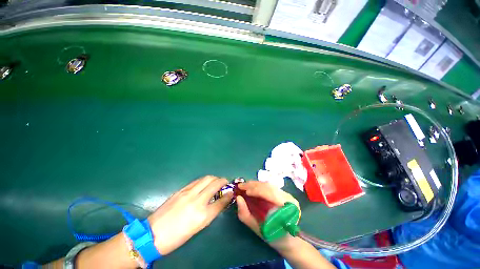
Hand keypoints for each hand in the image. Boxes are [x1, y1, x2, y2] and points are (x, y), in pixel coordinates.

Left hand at [148, 176, 231, 254]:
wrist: (153, 234)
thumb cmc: (178, 235)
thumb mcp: (198, 227)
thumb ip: (212, 211)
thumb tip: (221, 201)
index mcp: (202, 215)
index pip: (221, 200)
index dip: (229, 195)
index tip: (232, 191)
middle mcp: (197, 200)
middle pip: (214, 183)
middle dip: (222, 180)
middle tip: (225, 183)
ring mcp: (188, 193)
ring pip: (206, 178)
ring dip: (214, 178)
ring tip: (216, 182)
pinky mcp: (181, 190)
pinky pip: (197, 181)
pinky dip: (204, 180)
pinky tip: (204, 184)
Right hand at [236, 181, 300, 252]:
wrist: (288, 239)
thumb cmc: (273, 237)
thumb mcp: (258, 229)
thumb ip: (246, 215)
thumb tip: (238, 198)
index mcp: (287, 208)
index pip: (271, 193)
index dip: (257, 190)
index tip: (244, 191)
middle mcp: (288, 198)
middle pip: (269, 186)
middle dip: (253, 185)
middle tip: (241, 186)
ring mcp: (286, 194)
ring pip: (268, 185)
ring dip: (255, 184)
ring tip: (244, 185)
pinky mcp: (283, 193)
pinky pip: (269, 186)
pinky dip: (258, 185)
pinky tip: (251, 187)